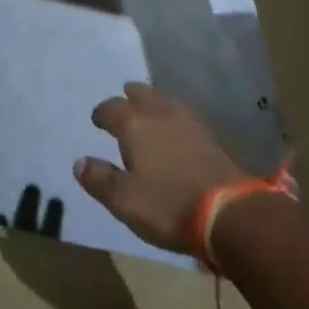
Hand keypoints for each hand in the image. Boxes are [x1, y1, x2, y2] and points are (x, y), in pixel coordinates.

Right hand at [75, 82, 242, 253]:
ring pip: (164, 101)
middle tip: (124, 99)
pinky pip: (183, 115)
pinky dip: (172, 116)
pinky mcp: (209, 136)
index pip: (111, 108)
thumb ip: (99, 179)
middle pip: (141, 94)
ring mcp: (188, 123)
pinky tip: (175, 127)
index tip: (97, 120)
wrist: (229, 213)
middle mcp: (159, 114)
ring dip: (153, 101)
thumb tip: (79, 162)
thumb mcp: (124, 200)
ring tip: (148, 108)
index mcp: (134, 125)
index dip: (102, 113)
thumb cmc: (168, 205)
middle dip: (129, 96)